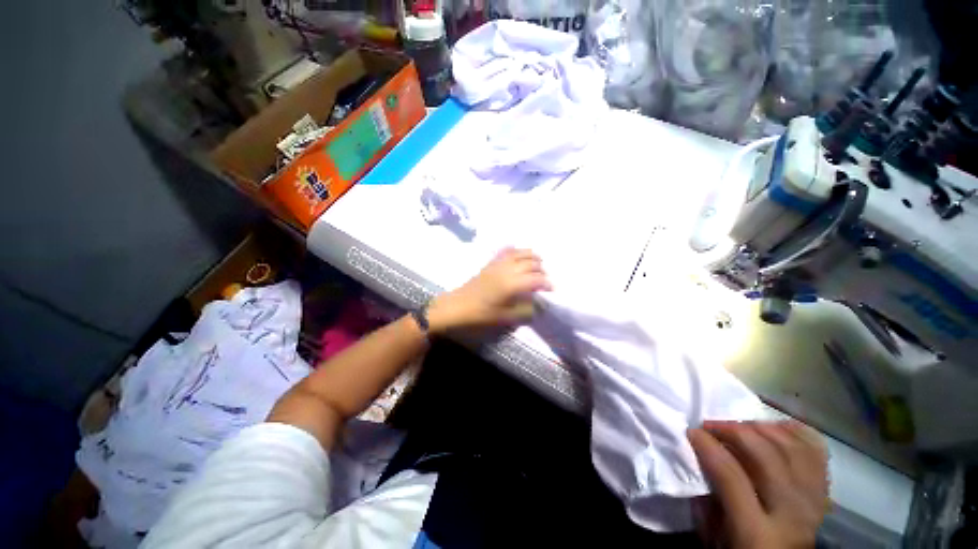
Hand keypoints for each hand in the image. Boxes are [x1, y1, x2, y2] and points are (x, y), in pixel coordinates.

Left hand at [426, 248, 551, 333]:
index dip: (547, 283)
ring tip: (538, 263)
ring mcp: (499, 264)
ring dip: (532, 256)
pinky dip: (517, 250)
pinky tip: (519, 254)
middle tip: (544, 279)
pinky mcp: (491, 263)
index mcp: (513, 284)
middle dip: (541, 269)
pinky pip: (507, 251)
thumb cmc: (482, 314)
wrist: (458, 306)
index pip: (537, 279)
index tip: (552, 289)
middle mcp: (508, 269)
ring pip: (520, 253)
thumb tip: (539, 305)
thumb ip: (526, 311)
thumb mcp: (506, 318)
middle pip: (531, 263)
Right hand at [688, 421, 829, 548]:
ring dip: (761, 429)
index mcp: (757, 533)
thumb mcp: (715, 536)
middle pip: (766, 457)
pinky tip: (774, 428)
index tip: (692, 432)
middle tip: (711, 426)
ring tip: (739, 426)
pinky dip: (795, 433)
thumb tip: (698, 458)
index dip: (709, 447)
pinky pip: (815, 451)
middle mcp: (791, 514)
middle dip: (733, 431)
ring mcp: (813, 501)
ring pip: (791, 448)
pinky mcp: (823, 492)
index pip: (732, 476)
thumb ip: (706, 500)